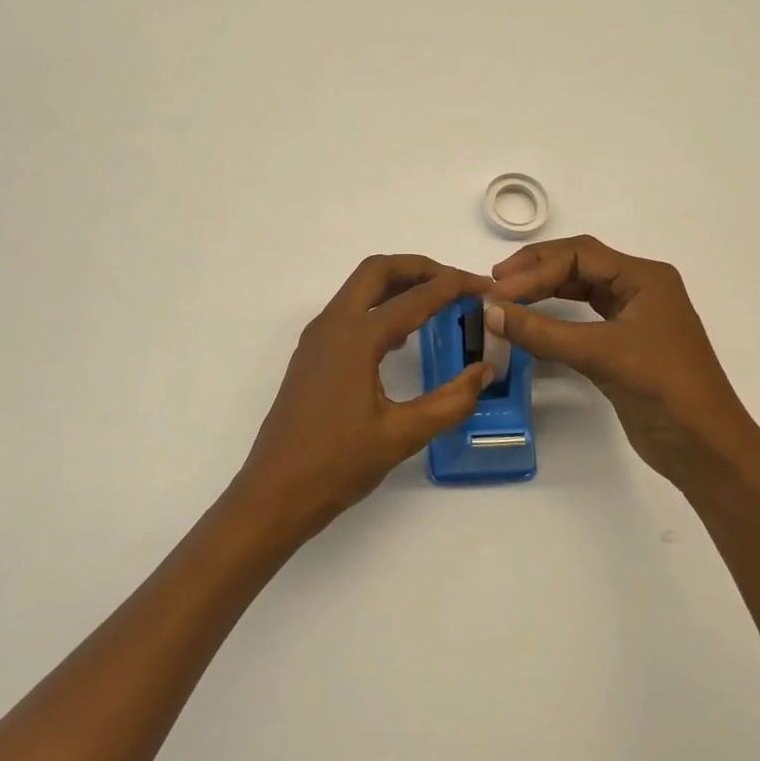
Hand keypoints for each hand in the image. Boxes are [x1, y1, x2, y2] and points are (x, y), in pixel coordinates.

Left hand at [233, 254, 492, 540]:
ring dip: (398, 283)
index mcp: (356, 337)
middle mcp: (333, 325)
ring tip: (437, 301)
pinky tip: (402, 335)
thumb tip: (484, 370)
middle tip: (457, 281)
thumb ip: (450, 401)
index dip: (454, 287)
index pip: (415, 298)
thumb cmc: (337, 465)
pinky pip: (350, 310)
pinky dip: (380, 305)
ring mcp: (317, 338)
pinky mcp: (312, 354)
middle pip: (378, 270)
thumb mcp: (402, 435)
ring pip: (360, 287)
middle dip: (421, 267)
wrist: (274, 493)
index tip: (485, 286)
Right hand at [486, 236, 752, 484]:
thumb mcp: (600, 354)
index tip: (498, 292)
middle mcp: (639, 288)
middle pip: (579, 264)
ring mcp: (633, 316)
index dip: (535, 269)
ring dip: (544, 290)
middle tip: (496, 285)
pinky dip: (555, 317)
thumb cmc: (663, 388)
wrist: (706, 448)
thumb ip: (543, 332)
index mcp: (644, 277)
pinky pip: (583, 318)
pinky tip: (532, 322)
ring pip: (580, 289)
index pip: (579, 254)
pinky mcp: (624, 344)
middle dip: (536, 271)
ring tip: (507, 298)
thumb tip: (490, 313)